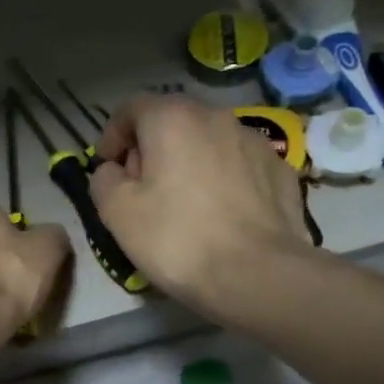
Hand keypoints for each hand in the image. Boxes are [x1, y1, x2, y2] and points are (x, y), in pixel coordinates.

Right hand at [91, 96, 315, 316]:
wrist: (258, 274)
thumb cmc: (177, 239)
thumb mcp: (117, 213)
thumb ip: (104, 180)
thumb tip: (113, 171)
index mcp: (171, 119)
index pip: (131, 108)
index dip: (112, 135)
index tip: (108, 168)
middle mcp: (216, 117)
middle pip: (172, 122)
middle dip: (151, 149)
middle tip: (142, 189)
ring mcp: (254, 141)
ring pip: (208, 142)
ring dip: (189, 162)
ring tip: (184, 204)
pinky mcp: (280, 169)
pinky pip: (238, 165)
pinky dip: (223, 179)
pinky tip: (220, 214)